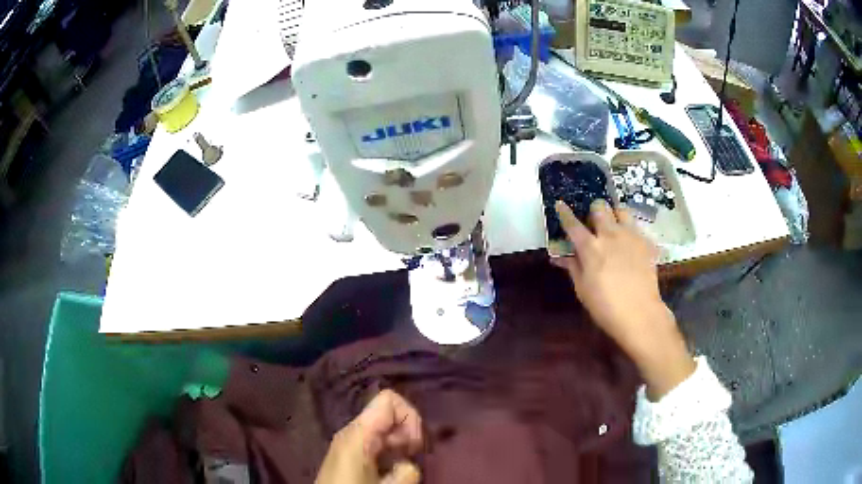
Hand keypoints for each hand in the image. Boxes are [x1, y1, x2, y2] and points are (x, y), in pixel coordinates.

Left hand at [316, 390, 422, 483]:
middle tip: (412, 459)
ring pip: (384, 431)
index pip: (389, 400)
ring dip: (400, 447)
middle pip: (388, 415)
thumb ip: (405, 472)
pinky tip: (390, 473)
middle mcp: (352, 432)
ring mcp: (350, 443)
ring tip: (402, 469)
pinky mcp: (350, 455)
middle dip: (407, 434)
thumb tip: (409, 464)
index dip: (410, 417)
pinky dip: (390, 454)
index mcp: (358, 433)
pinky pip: (377, 444)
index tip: (414, 445)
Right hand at [552, 200, 694, 399]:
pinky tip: (630, 245)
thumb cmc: (605, 306)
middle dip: (594, 211)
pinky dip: (631, 231)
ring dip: (615, 215)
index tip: (560, 204)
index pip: (572, 223)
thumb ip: (573, 267)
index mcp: (590, 247)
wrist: (640, 314)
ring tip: (614, 227)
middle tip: (594, 223)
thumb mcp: (583, 289)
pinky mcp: (646, 243)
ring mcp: (631, 236)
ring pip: (622, 210)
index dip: (564, 212)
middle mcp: (610, 235)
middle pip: (600, 207)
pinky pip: (637, 227)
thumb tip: (561, 257)